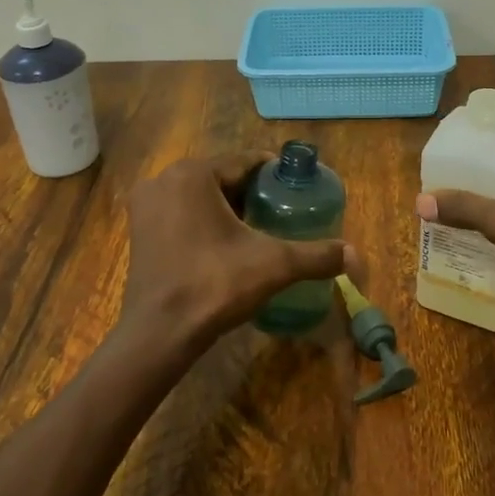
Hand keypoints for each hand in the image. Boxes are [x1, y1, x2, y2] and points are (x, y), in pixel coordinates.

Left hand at [120, 153, 356, 355]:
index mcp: (193, 174)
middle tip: (282, 213)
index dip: (275, 174)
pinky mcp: (139, 231)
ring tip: (259, 230)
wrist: (159, 333)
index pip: (245, 162)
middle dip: (252, 193)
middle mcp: (164, 180)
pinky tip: (226, 245)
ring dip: (228, 208)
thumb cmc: (214, 285)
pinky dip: (204, 222)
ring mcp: (146, 205)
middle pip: (222, 178)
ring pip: (200, 196)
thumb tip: (355, 255)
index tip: (298, 189)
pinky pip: (181, 214)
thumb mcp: (274, 265)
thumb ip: (316, 255)